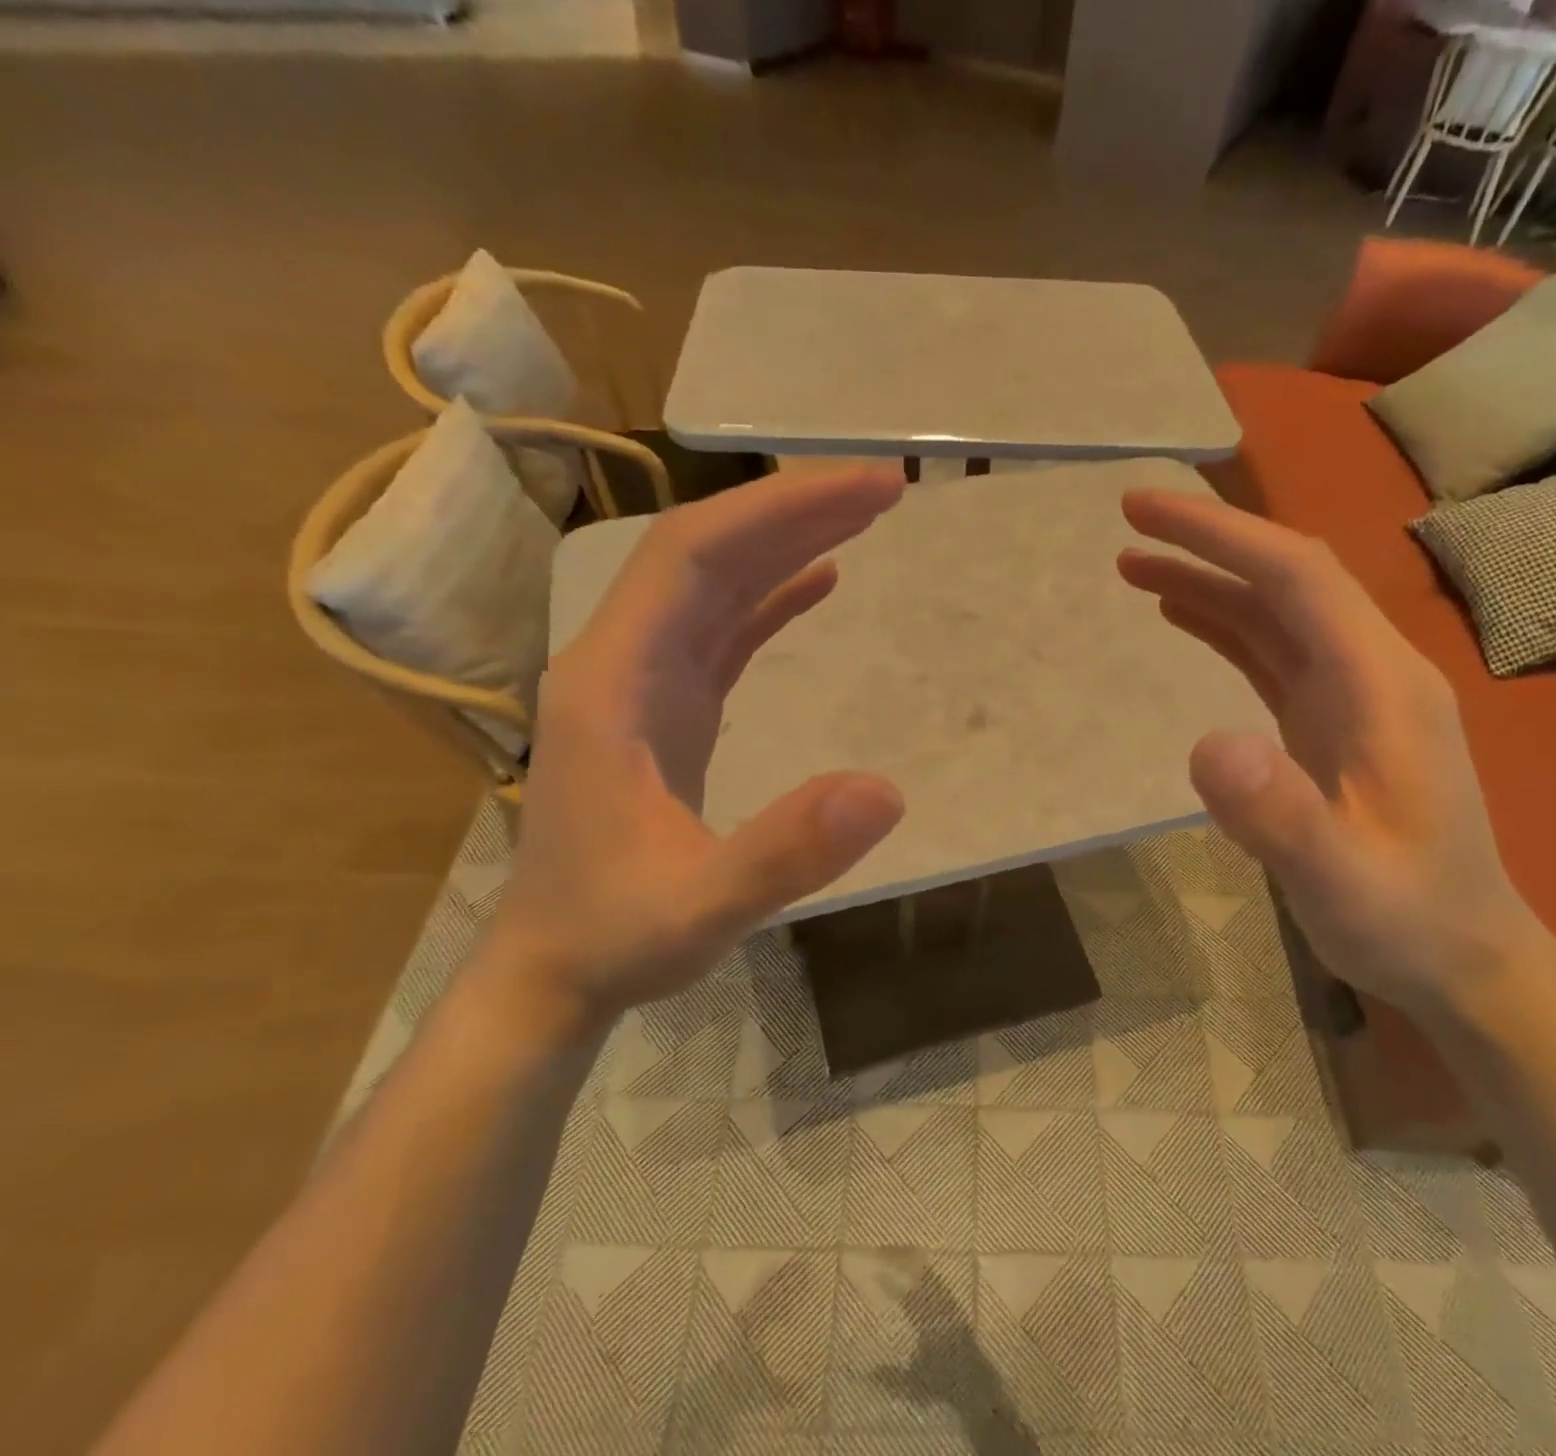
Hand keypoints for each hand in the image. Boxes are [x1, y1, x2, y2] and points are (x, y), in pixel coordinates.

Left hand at [490, 468, 908, 1025]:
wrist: (554, 969)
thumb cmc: (615, 935)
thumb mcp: (703, 907)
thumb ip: (785, 851)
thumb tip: (887, 791)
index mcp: (613, 680)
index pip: (693, 555)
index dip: (780, 509)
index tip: (867, 489)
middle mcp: (621, 661)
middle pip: (707, 552)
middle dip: (794, 509)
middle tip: (885, 489)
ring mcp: (643, 682)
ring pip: (715, 584)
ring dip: (786, 543)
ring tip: (864, 517)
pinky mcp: (666, 708)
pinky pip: (722, 629)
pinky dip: (771, 596)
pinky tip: (819, 582)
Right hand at [1117, 490, 1555, 1023]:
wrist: (1460, 957)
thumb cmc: (1406, 918)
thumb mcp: (1340, 879)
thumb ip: (1280, 814)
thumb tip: (1205, 744)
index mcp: (1381, 684)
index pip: (1297, 577)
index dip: (1221, 534)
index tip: (1146, 512)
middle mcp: (1370, 670)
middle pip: (1285, 579)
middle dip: (1208, 540)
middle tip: (1129, 519)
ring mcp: (1351, 694)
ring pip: (1274, 612)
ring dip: (1207, 579)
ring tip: (1134, 565)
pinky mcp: (1329, 720)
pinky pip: (1270, 652)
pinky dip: (1223, 623)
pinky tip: (1182, 615)